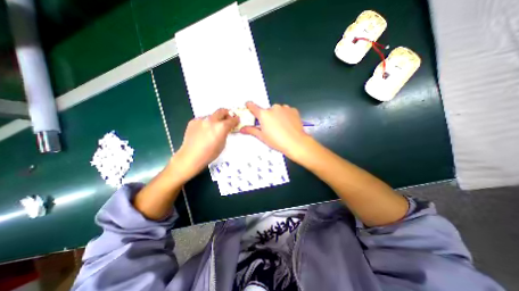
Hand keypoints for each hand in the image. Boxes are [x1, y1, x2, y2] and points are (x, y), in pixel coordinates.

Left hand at [174, 108, 238, 178]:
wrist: (191, 156)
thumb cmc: (210, 153)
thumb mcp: (223, 144)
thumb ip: (225, 133)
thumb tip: (225, 129)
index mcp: (221, 127)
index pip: (231, 120)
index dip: (236, 120)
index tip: (237, 120)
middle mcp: (211, 120)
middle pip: (221, 111)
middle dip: (227, 113)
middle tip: (228, 118)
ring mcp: (201, 120)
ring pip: (211, 115)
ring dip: (215, 119)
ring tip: (214, 127)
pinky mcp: (193, 121)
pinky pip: (202, 119)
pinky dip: (206, 123)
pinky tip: (204, 131)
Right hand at [240, 100, 308, 158]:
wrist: (296, 142)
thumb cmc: (277, 141)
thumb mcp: (262, 137)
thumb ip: (251, 130)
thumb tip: (242, 129)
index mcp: (264, 114)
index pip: (253, 107)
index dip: (250, 106)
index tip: (248, 105)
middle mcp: (273, 108)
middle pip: (267, 111)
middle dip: (267, 117)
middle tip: (271, 127)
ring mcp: (284, 108)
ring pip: (277, 110)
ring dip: (277, 116)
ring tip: (281, 127)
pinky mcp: (293, 110)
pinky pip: (286, 111)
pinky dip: (286, 115)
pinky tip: (288, 124)